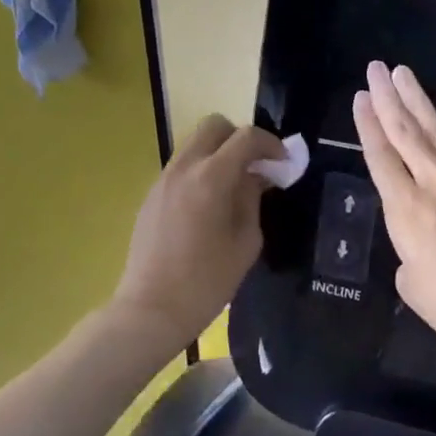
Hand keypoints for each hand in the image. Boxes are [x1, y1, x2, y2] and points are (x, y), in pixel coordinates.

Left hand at [110, 115, 284, 350]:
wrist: (151, 309)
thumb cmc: (207, 282)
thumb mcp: (245, 242)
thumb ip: (252, 200)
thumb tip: (255, 177)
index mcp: (211, 178)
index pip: (246, 138)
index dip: (271, 145)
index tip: (284, 164)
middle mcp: (184, 168)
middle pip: (214, 126)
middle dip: (240, 138)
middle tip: (256, 166)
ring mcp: (163, 179)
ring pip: (195, 144)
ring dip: (219, 153)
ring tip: (235, 185)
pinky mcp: (151, 195)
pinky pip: (182, 167)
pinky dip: (201, 170)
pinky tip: (210, 204)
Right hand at [354, 62, 435, 378]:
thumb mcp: (413, 284)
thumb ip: (409, 251)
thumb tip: (422, 239)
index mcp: (405, 208)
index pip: (379, 156)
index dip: (366, 124)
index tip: (360, 96)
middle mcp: (433, 181)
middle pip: (404, 131)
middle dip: (387, 97)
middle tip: (375, 68)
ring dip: (418, 98)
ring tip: (403, 72)